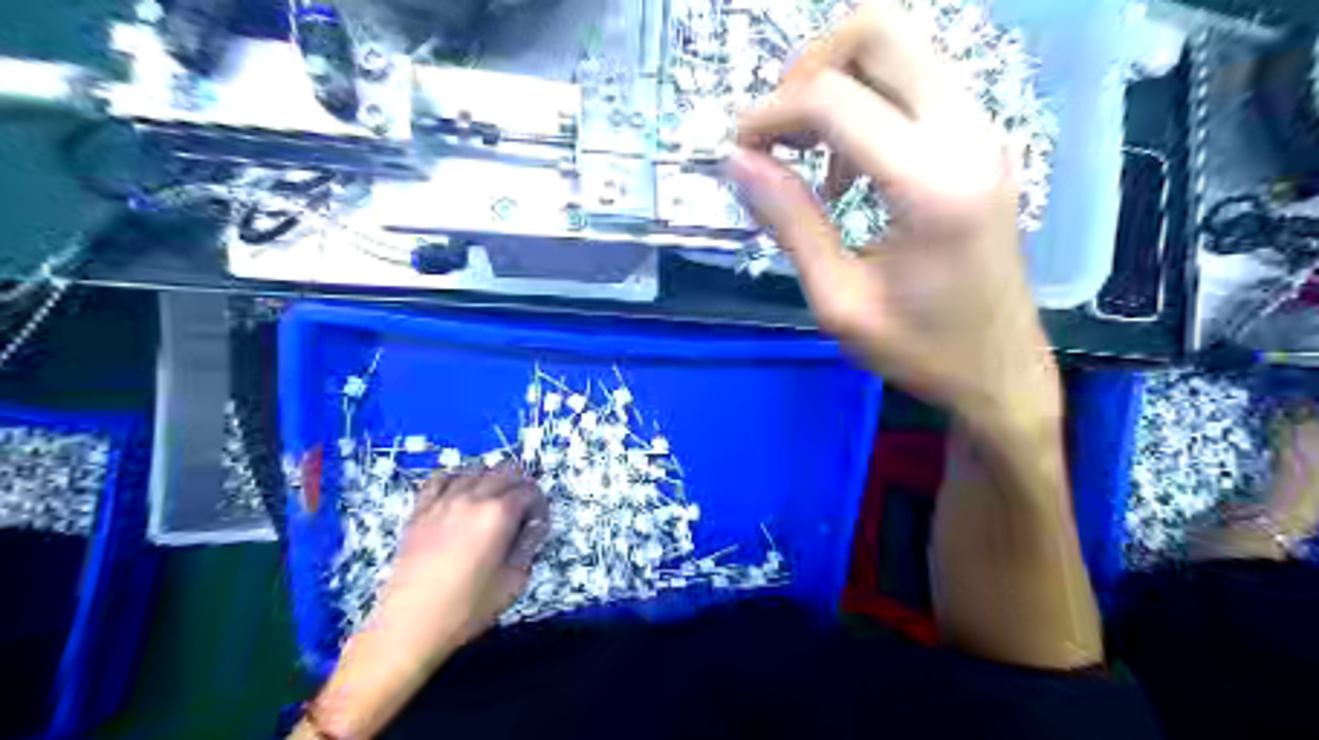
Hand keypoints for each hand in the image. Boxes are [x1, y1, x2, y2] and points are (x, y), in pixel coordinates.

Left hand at [306, 469, 548, 739]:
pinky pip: (441, 478)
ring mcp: (443, 500)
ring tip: (493, 503)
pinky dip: (457, 479)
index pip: (530, 491)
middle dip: (521, 486)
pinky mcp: (420, 509)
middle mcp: (473, 497)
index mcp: (499, 514)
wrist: (410, 625)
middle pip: (507, 470)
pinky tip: (460, 495)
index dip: (540, 505)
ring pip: (476, 469)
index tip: (538, 524)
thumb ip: (528, 546)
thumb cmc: (467, 608)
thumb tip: (534, 526)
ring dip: (492, 480)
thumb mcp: (514, 581)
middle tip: (522, 511)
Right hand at [732, 0, 1059, 437]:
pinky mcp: (980, 139)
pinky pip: (915, 82)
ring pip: (901, 46)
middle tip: (779, 133)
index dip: (770, 115)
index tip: (739, 153)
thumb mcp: (838, 300)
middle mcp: (965, 135)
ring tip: (809, 154)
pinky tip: (848, 167)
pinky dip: (867, 101)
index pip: (832, 99)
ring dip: (838, 82)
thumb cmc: (919, 349)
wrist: (999, 369)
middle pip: (878, 30)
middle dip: (809, 68)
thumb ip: (789, 222)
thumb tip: (737, 161)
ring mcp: (981, 130)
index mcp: (929, 184)